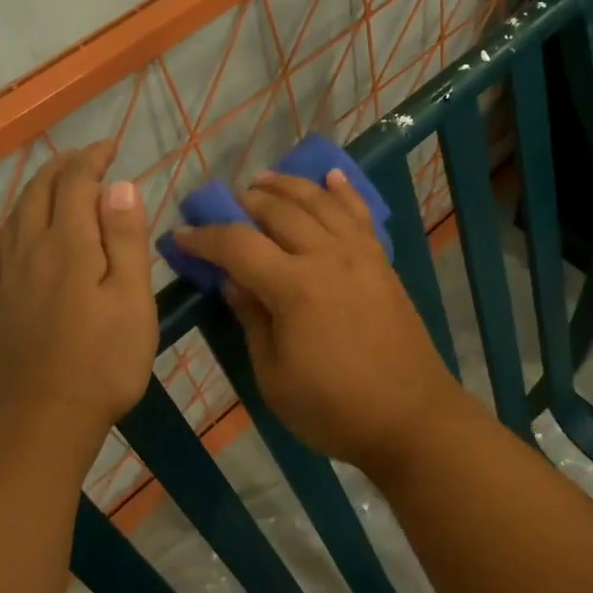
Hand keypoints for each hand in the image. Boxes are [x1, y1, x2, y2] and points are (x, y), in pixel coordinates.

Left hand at [0, 141, 157, 447]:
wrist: (43, 419)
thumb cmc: (103, 360)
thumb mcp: (131, 298)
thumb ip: (125, 239)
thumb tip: (118, 186)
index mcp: (68, 244)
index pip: (76, 183)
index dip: (92, 159)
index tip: (112, 147)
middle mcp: (31, 249)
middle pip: (40, 191)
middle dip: (64, 166)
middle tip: (89, 157)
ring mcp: (9, 276)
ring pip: (16, 214)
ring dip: (37, 187)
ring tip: (56, 181)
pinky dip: (3, 227)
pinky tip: (2, 227)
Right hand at [170, 170, 464, 477]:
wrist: (411, 417)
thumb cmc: (334, 409)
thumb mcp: (274, 377)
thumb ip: (252, 320)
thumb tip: (232, 280)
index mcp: (295, 287)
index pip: (238, 245)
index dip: (204, 237)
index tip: (180, 236)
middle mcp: (327, 256)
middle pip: (279, 211)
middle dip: (244, 203)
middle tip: (221, 206)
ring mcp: (359, 254)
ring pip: (318, 202)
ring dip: (287, 185)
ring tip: (262, 180)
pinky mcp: (381, 261)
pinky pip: (359, 213)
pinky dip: (342, 190)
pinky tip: (331, 175)